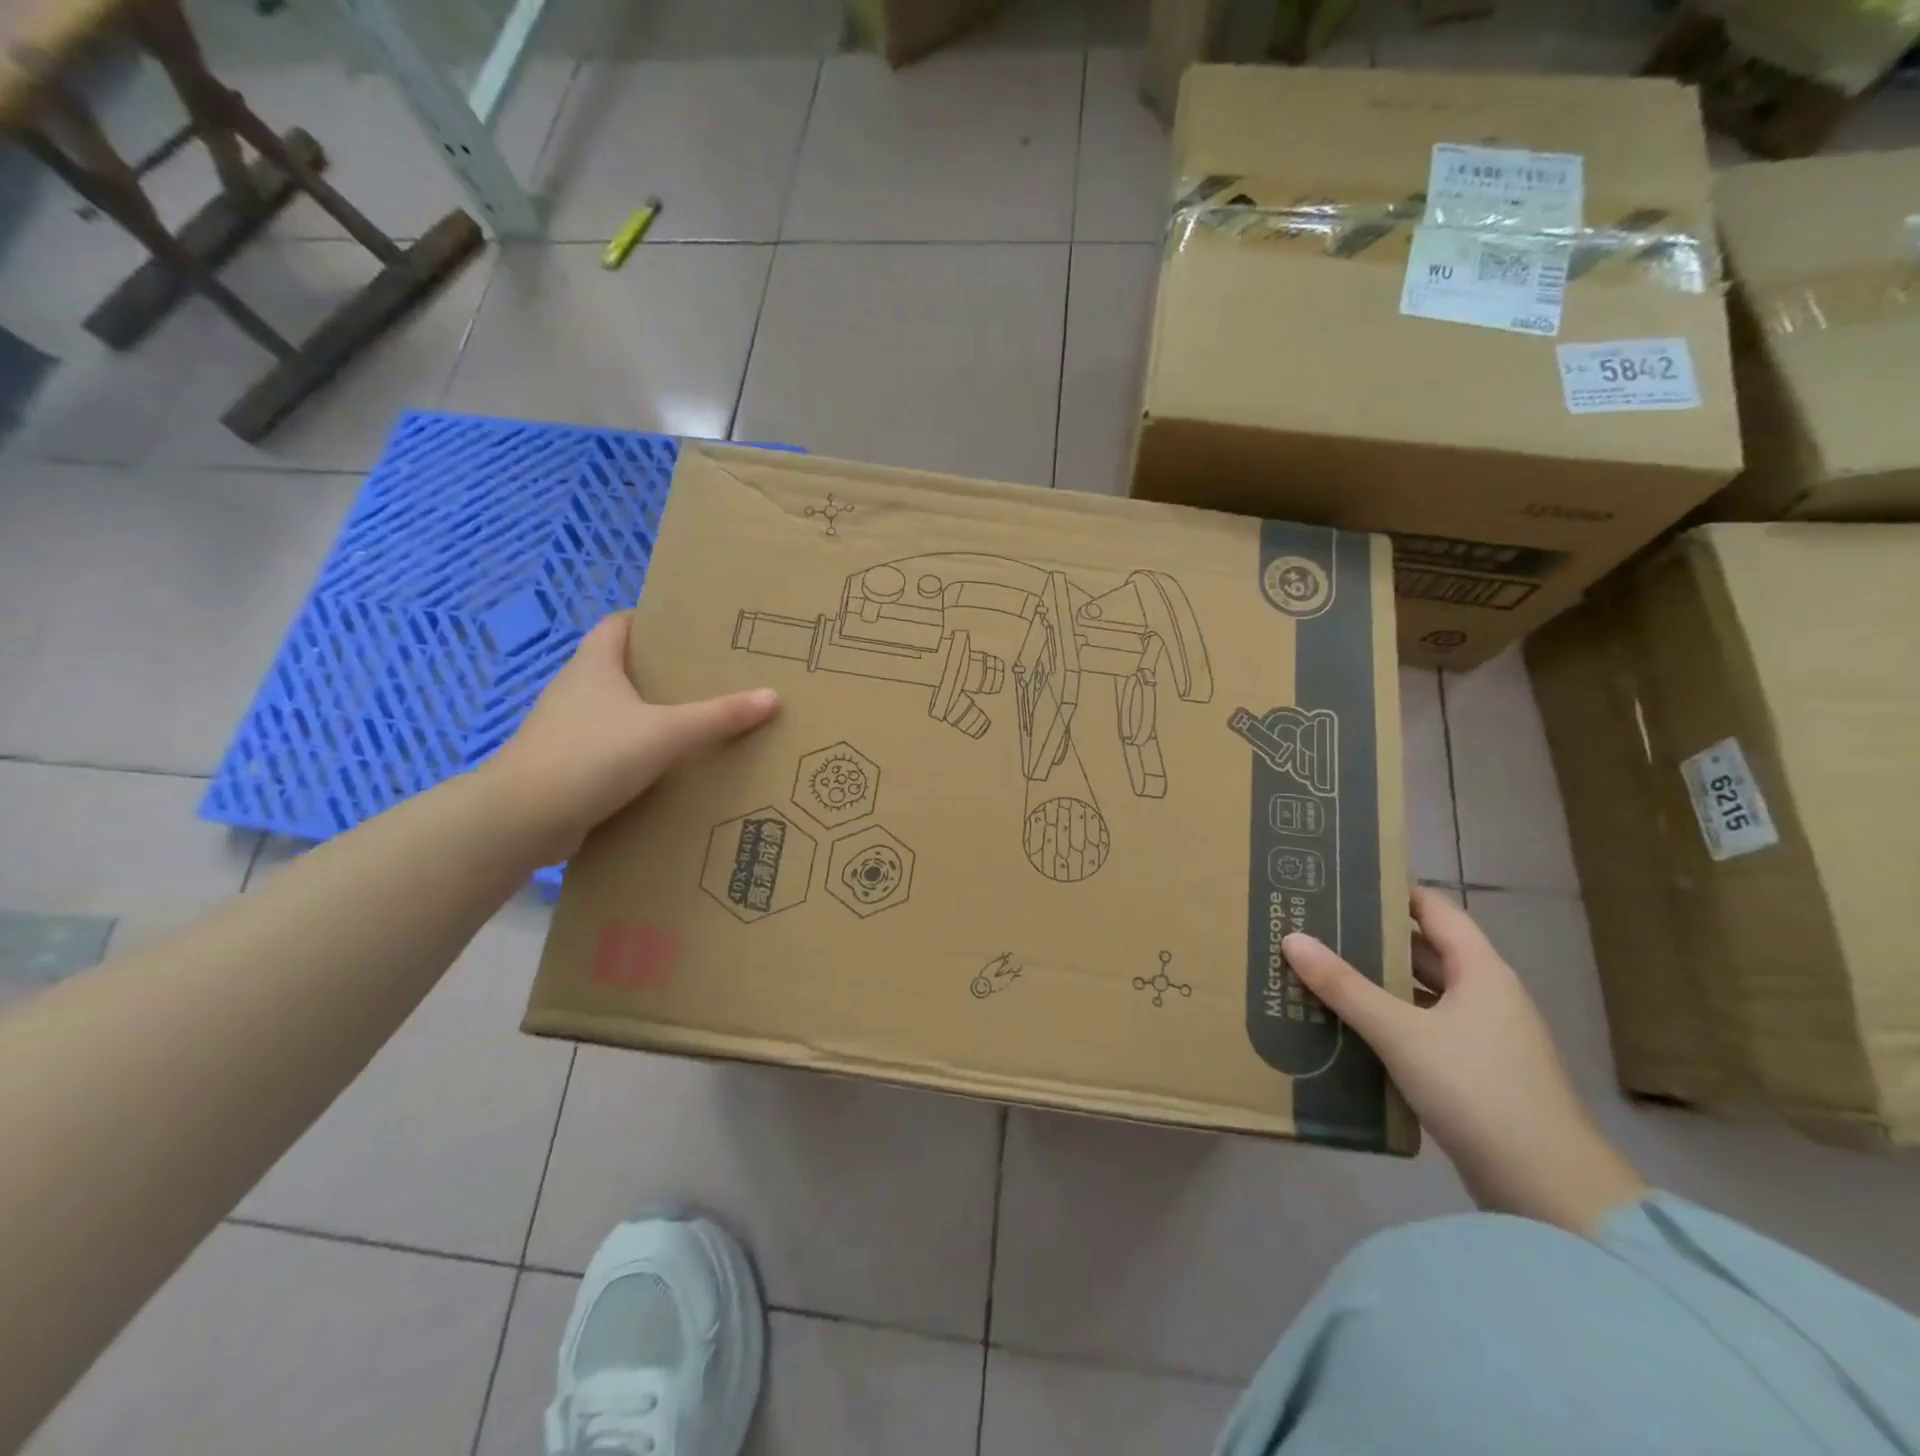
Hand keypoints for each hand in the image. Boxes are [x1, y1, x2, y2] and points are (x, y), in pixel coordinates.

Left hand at [486, 613, 779, 862]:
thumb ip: (719, 716)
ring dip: (649, 715)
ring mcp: (567, 729)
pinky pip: (610, 748)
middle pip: (621, 667)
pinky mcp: (567, 765)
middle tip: (709, 678)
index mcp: (594, 665)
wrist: (523, 819)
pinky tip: (667, 767)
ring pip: (616, 711)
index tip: (691, 630)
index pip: (619, 625)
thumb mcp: (666, 732)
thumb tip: (772, 697)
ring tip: (697, 722)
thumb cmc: (591, 756)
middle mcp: (576, 690)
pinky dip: (636, 752)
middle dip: (661, 671)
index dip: (651, 621)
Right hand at [1284, 887, 1644, 1236]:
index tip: (1343, 880)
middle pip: (1425, 951)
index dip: (1393, 891)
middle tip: (1316, 925)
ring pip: (1421, 994)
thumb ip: (1344, 986)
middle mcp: (1487, 995)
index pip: (1435, 910)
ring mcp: (1484, 1038)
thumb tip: (1292, 937)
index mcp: (1482, 971)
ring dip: (1377, 983)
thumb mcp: (1400, 1032)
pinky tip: (1347, 1025)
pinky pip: (1423, 1030)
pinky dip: (1388, 1021)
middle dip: (1373, 938)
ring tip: (1320, 970)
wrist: (1548, 1190)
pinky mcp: (1475, 1074)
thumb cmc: (1477, 1089)